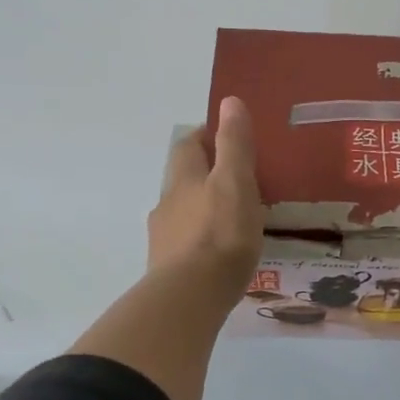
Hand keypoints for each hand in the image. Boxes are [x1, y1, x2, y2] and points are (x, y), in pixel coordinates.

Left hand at [149, 96, 264, 289]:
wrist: (189, 297)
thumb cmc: (220, 235)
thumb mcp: (235, 183)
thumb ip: (234, 145)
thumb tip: (229, 102)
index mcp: (184, 179)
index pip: (189, 145)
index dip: (205, 135)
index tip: (226, 136)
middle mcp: (168, 203)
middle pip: (182, 178)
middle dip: (203, 172)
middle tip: (234, 178)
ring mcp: (164, 238)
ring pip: (182, 212)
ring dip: (201, 207)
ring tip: (230, 217)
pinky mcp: (168, 268)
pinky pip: (185, 243)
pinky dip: (200, 239)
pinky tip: (217, 252)